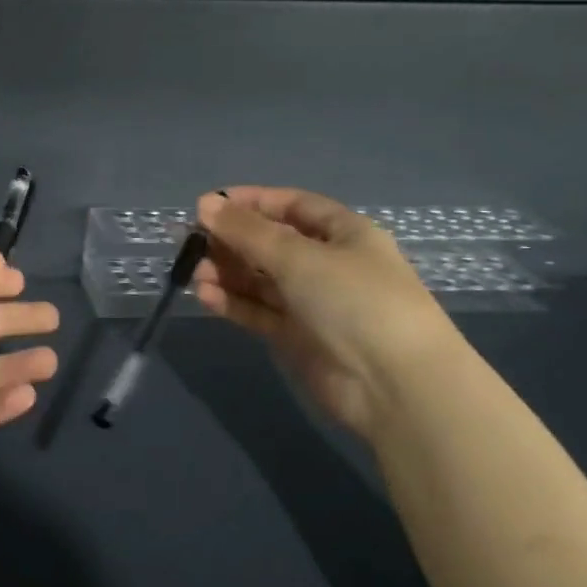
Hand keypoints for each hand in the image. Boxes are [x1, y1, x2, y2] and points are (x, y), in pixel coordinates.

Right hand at [192, 187, 465, 437]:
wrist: (395, 384)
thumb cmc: (354, 300)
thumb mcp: (298, 256)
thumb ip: (247, 230)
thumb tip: (205, 203)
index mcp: (344, 234)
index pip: (292, 206)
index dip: (252, 202)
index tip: (208, 205)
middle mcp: (329, 265)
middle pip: (272, 243)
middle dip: (232, 241)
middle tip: (191, 244)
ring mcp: (314, 303)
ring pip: (261, 279)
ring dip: (227, 273)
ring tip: (193, 273)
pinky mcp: (298, 337)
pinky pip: (259, 311)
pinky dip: (233, 302)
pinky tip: (205, 296)